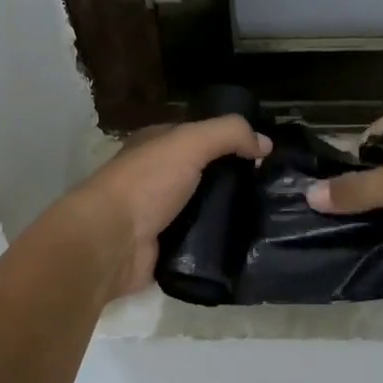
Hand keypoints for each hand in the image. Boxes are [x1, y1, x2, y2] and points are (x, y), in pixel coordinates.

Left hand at [67, 115, 270, 297]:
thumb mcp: (189, 143)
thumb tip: (266, 143)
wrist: (111, 242)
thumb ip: (228, 134)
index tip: (264, 156)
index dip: (230, 141)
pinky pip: (199, 243)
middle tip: (271, 191)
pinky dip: (217, 243)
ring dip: (229, 214)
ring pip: (204, 210)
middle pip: (204, 175)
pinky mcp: (164, 249)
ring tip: (267, 219)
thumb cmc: (146, 183)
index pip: (199, 137)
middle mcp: (156, 177)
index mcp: (155, 146)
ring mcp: (159, 215)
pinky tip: (245, 244)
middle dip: (234, 181)